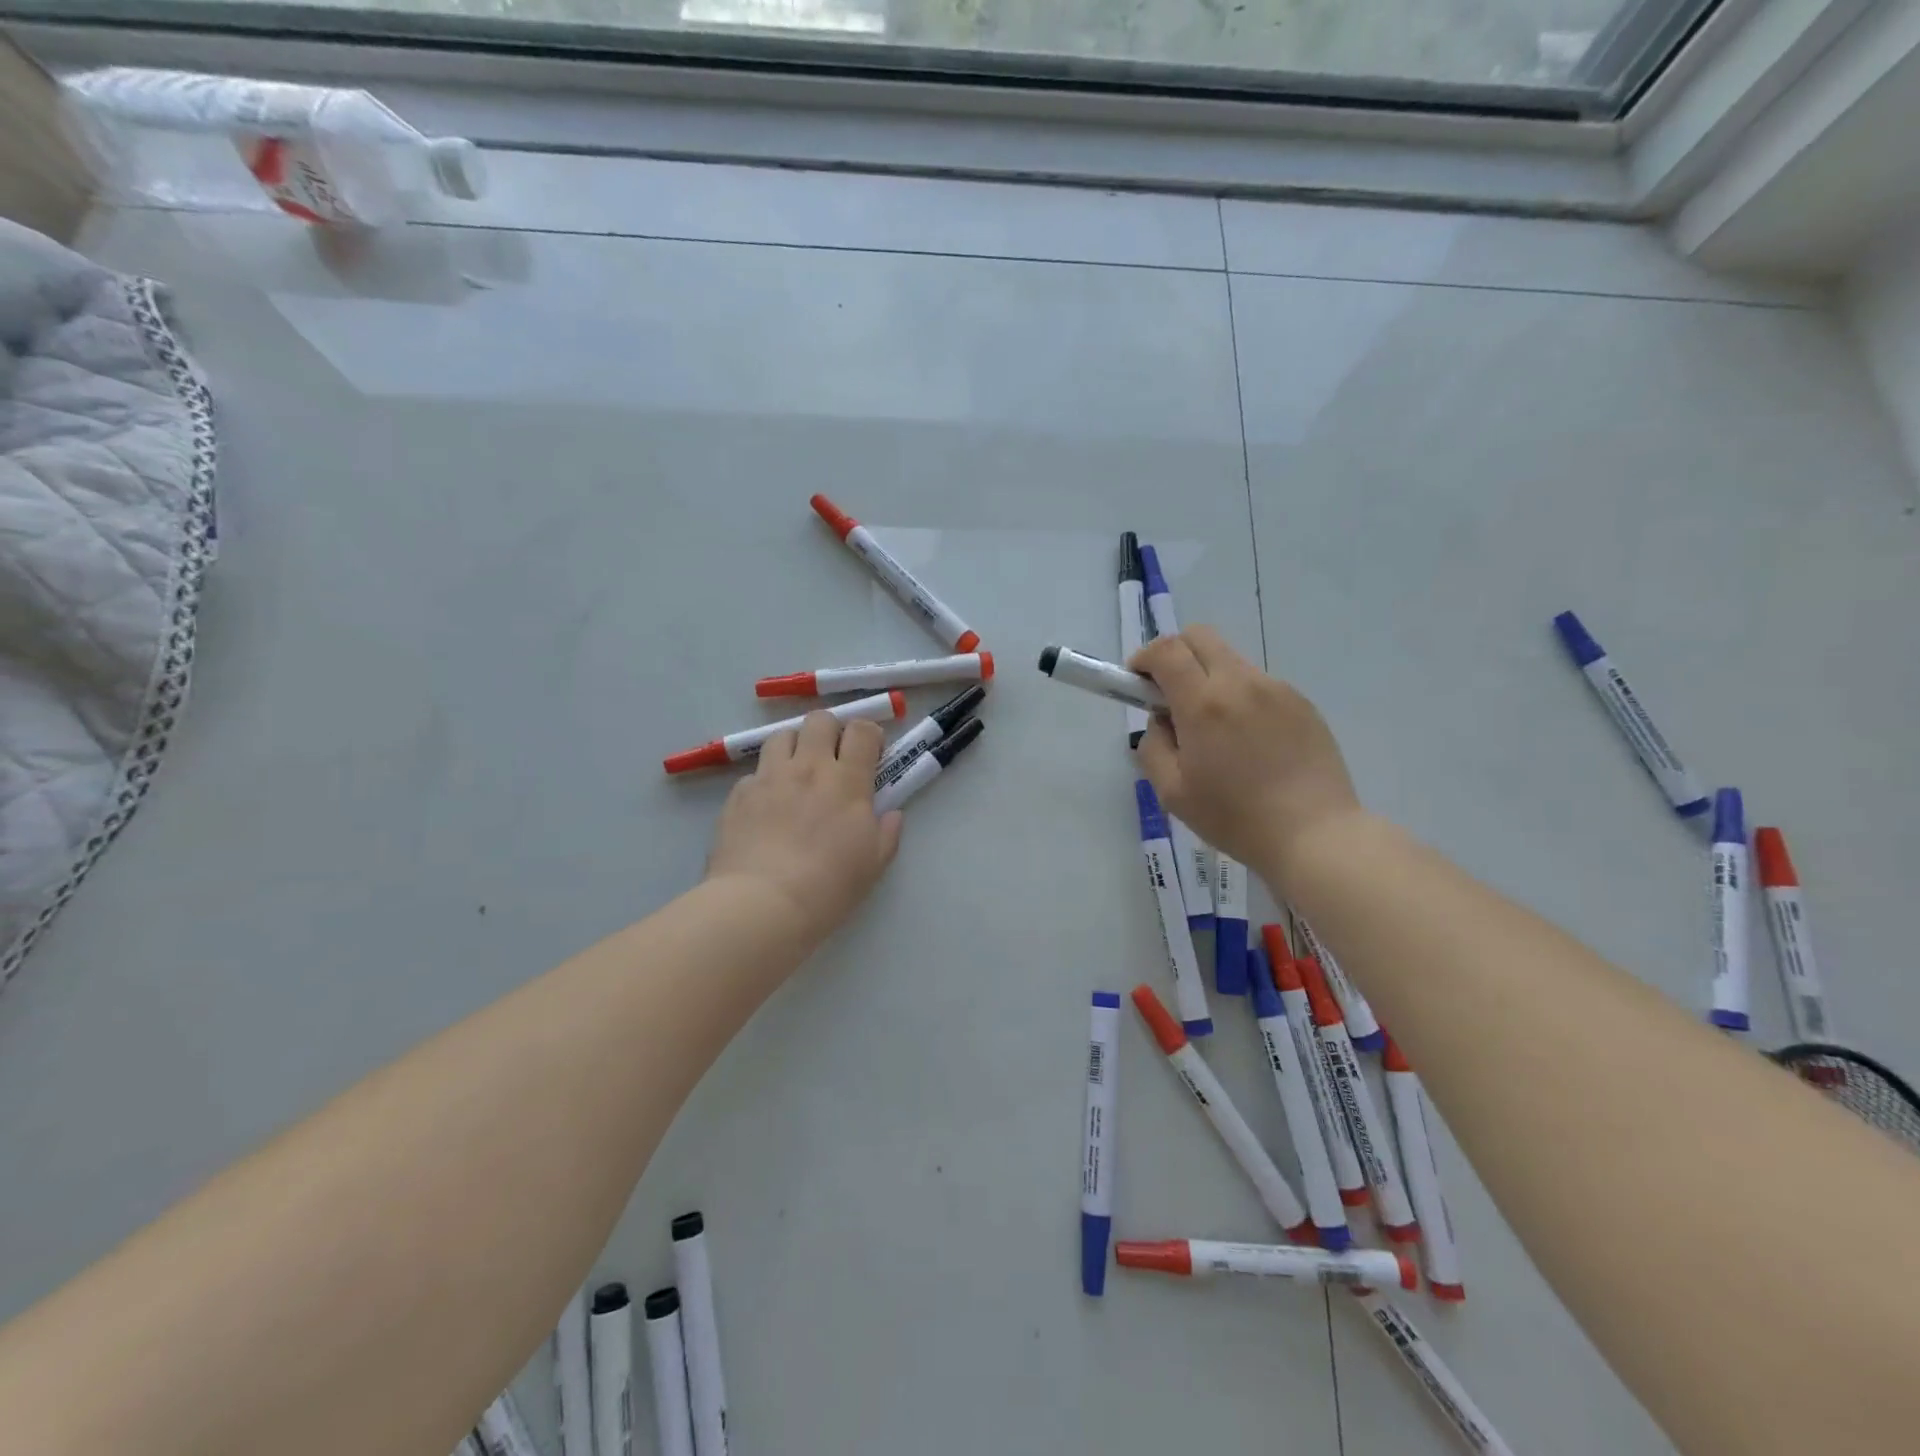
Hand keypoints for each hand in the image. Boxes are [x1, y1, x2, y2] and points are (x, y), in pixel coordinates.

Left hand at [705, 712, 903, 947]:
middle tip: (833, 757)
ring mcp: (769, 777)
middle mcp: (808, 767)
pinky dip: (765, 781)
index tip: (871, 753)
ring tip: (796, 773)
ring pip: (782, 736)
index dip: (869, 735)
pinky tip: (766, 807)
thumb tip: (892, 814)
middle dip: (830, 730)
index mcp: (846, 780)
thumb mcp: (873, 865)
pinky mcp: (739, 794)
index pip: (862, 731)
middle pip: (820, 720)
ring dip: (794, 747)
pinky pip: (754, 773)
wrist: (762, 904)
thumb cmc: (828, 887)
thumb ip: (887, 834)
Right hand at [1130, 626, 1360, 879]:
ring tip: (1214, 729)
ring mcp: (1277, 690)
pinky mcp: (1302, 704)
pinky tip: (1249, 742)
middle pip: (1200, 637)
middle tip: (1169, 694)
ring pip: (1231, 661)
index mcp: (1204, 703)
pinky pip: (1259, 685)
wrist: (1315, 835)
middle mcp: (1241, 683)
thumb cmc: (1234, 817)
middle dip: (1174, 654)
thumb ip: (1153, 746)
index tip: (1137, 682)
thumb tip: (1162, 721)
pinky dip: (1240, 698)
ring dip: (1209, 678)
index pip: (1166, 651)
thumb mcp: (1172, 792)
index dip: (1144, 658)